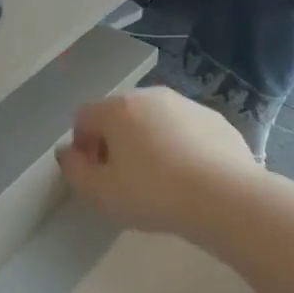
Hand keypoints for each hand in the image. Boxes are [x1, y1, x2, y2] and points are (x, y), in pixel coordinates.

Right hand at [56, 89, 257, 236]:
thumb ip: (74, 171)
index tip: (96, 176)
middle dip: (114, 142)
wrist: (225, 197)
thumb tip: (68, 153)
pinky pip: (184, 129)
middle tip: (125, 179)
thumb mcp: (100, 193)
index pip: (83, 117)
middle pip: (118, 115)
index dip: (82, 147)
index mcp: (117, 108)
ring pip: (154, 120)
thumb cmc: (153, 194)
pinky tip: (190, 177)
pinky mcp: (215, 118)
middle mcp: (149, 95)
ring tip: (160, 180)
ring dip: (148, 142)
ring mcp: (185, 103)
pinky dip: (180, 146)